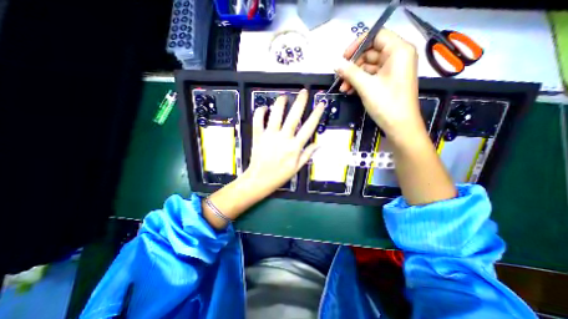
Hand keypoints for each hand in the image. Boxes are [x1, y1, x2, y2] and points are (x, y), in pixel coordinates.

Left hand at [247, 88, 325, 195]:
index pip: (309, 127)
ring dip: (280, 104)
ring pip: (275, 115)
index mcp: (295, 147)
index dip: (316, 114)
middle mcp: (283, 139)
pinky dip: (260, 112)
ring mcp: (270, 136)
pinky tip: (264, 108)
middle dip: (300, 102)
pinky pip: (258, 121)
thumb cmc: (280, 175)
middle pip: (293, 117)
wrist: (260, 179)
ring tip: (284, 96)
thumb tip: (319, 144)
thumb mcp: (297, 167)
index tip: (320, 104)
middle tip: (303, 91)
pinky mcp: (258, 136)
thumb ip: (307, 154)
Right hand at [337, 28, 425, 145]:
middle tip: (340, 77)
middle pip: (370, 52)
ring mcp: (392, 70)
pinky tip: (350, 91)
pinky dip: (359, 82)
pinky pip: (371, 77)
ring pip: (368, 67)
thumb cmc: (386, 103)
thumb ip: (350, 72)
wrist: (399, 126)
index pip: (376, 35)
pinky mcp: (387, 82)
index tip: (343, 57)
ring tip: (343, 88)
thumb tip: (336, 64)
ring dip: (354, 77)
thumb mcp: (366, 86)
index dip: (358, 44)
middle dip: (353, 66)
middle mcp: (397, 57)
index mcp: (398, 50)